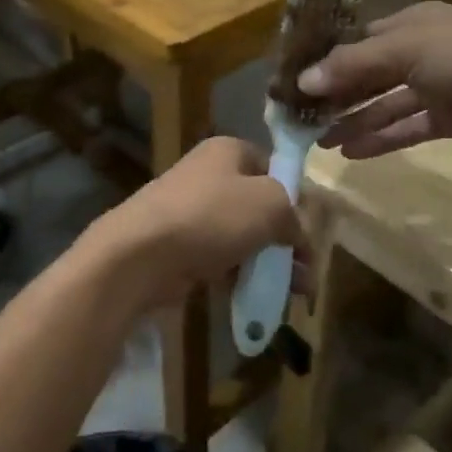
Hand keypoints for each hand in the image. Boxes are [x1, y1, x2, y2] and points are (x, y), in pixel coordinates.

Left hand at [89, 138, 308, 307]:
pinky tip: (259, 299)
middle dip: (287, 240)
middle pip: (259, 206)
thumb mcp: (270, 205)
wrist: (140, 254)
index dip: (296, 197)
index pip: (274, 167)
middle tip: (307, 272)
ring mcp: (191, 211)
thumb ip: (292, 214)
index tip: (311, 231)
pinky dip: (240, 276)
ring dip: (269, 263)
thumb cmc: (211, 216)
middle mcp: (209, 175)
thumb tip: (296, 232)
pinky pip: (220, 258)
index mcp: (229, 152)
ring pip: (242, 236)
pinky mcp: (179, 246)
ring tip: (293, 293)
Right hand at [299, 2, 451, 157]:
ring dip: (354, 121)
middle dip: (336, 96)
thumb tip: (304, 81)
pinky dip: (380, 138)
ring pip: (383, 105)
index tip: (296, 83)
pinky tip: (351, 152)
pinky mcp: (445, 118)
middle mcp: (416, 53)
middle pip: (367, 75)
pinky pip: (405, 128)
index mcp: (408, 25)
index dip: (327, 61)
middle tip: (302, 118)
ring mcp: (432, 87)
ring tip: (320, 142)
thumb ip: (353, 65)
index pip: (357, 42)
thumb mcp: (404, 50)